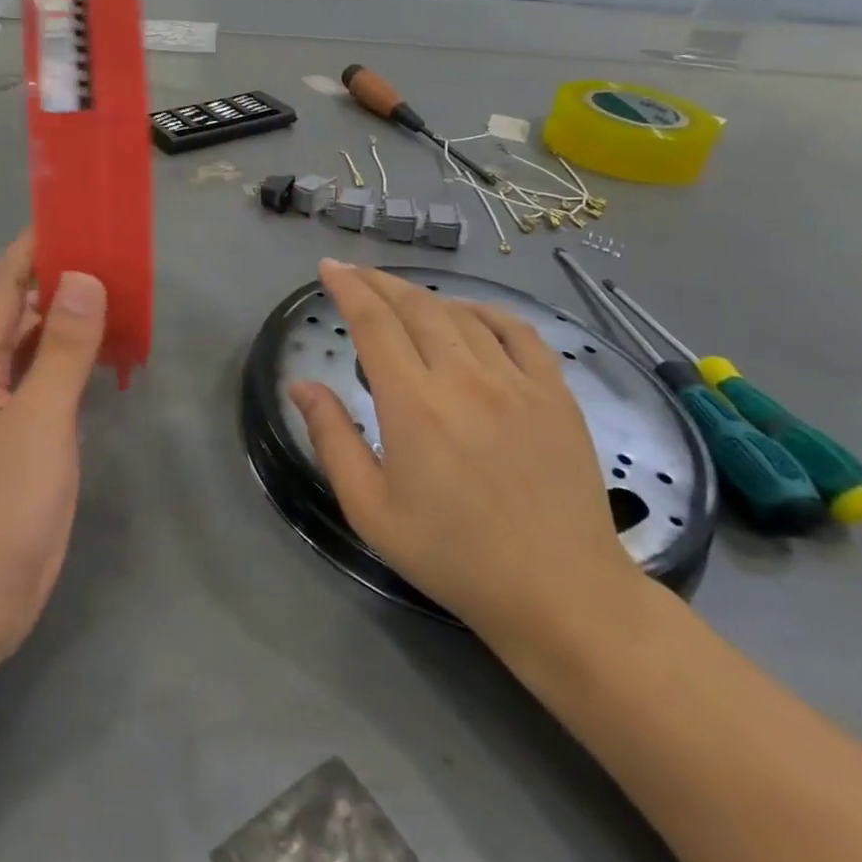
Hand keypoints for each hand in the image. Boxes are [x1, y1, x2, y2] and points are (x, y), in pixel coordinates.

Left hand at [0, 231, 106, 671]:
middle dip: (59, 277)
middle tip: (112, 250)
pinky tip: (106, 354)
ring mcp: (3, 413)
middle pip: (21, 312)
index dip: (32, 247)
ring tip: (118, 289)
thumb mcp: (36, 424)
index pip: (2, 287)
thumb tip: (83, 278)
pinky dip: (76, 362)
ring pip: (38, 348)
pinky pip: (51, 384)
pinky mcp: (24, 443)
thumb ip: (63, 352)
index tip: (73, 215)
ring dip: (71, 318)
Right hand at [289, 260, 639, 649]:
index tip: (327, 269)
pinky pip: (518, 330)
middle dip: (378, 282)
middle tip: (354, 273)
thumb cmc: (453, 556)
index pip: (373, 324)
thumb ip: (332, 439)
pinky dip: (485, 310)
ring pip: (461, 313)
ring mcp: (517, 381)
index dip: (347, 288)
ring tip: (399, 296)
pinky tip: (468, 312)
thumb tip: (301, 384)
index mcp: (413, 406)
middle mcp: (464, 379)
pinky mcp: (555, 393)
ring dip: (423, 295)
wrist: (560, 593)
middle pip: (415, 306)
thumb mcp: (371, 510)